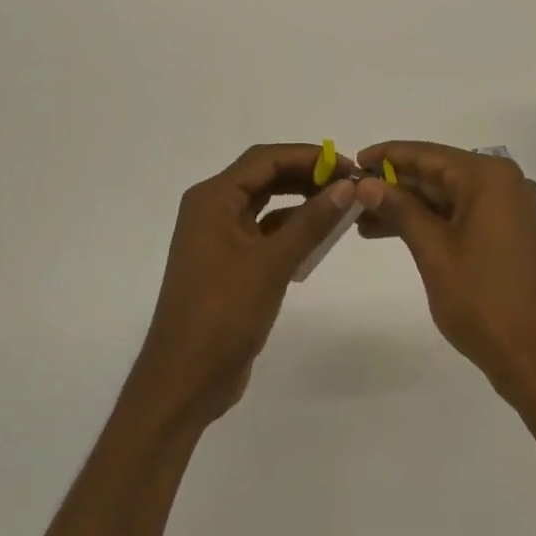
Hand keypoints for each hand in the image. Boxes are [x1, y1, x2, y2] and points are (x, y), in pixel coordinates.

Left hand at [132, 144, 370, 429]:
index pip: (264, 159)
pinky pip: (264, 232)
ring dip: (300, 201)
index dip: (308, 156)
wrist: (186, 379)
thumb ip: (311, 221)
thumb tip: (348, 186)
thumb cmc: (224, 312)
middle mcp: (211, 209)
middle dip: (306, 176)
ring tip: (341, 206)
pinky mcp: (228, 263)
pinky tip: (319, 238)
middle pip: (264, 177)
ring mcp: (218, 238)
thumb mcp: (272, 263)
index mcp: (212, 198)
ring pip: (265, 205)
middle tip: (350, 184)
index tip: (348, 166)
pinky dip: (290, 230)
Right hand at [357, 141, 535, 402]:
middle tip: (352, 198)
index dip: (387, 156)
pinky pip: (464, 216)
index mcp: (489, 177)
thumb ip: (399, 209)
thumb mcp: (433, 251)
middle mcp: (505, 184)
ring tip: (364, 222)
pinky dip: (432, 223)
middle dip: (394, 186)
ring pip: (449, 197)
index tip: (353, 160)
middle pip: (438, 174)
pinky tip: (397, 233)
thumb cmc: (484, 301)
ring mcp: (512, 210)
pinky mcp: (512, 235)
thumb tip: (366, 183)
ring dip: (409, 208)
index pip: (427, 154)